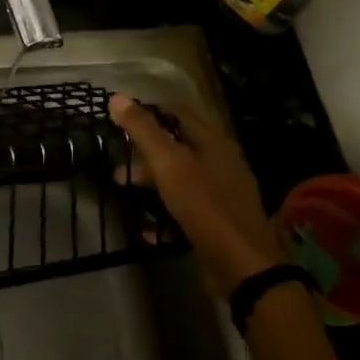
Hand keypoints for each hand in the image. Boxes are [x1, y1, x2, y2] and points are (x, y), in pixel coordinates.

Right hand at [110, 93, 285, 298]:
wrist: (242, 264)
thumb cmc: (204, 204)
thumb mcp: (168, 163)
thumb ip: (143, 130)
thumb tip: (117, 96)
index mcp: (213, 140)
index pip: (177, 111)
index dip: (148, 111)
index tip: (119, 118)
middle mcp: (220, 161)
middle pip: (177, 145)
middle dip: (144, 151)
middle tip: (117, 159)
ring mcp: (221, 192)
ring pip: (179, 176)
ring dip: (150, 181)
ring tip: (122, 189)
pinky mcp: (218, 220)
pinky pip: (185, 206)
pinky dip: (164, 210)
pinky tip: (145, 227)